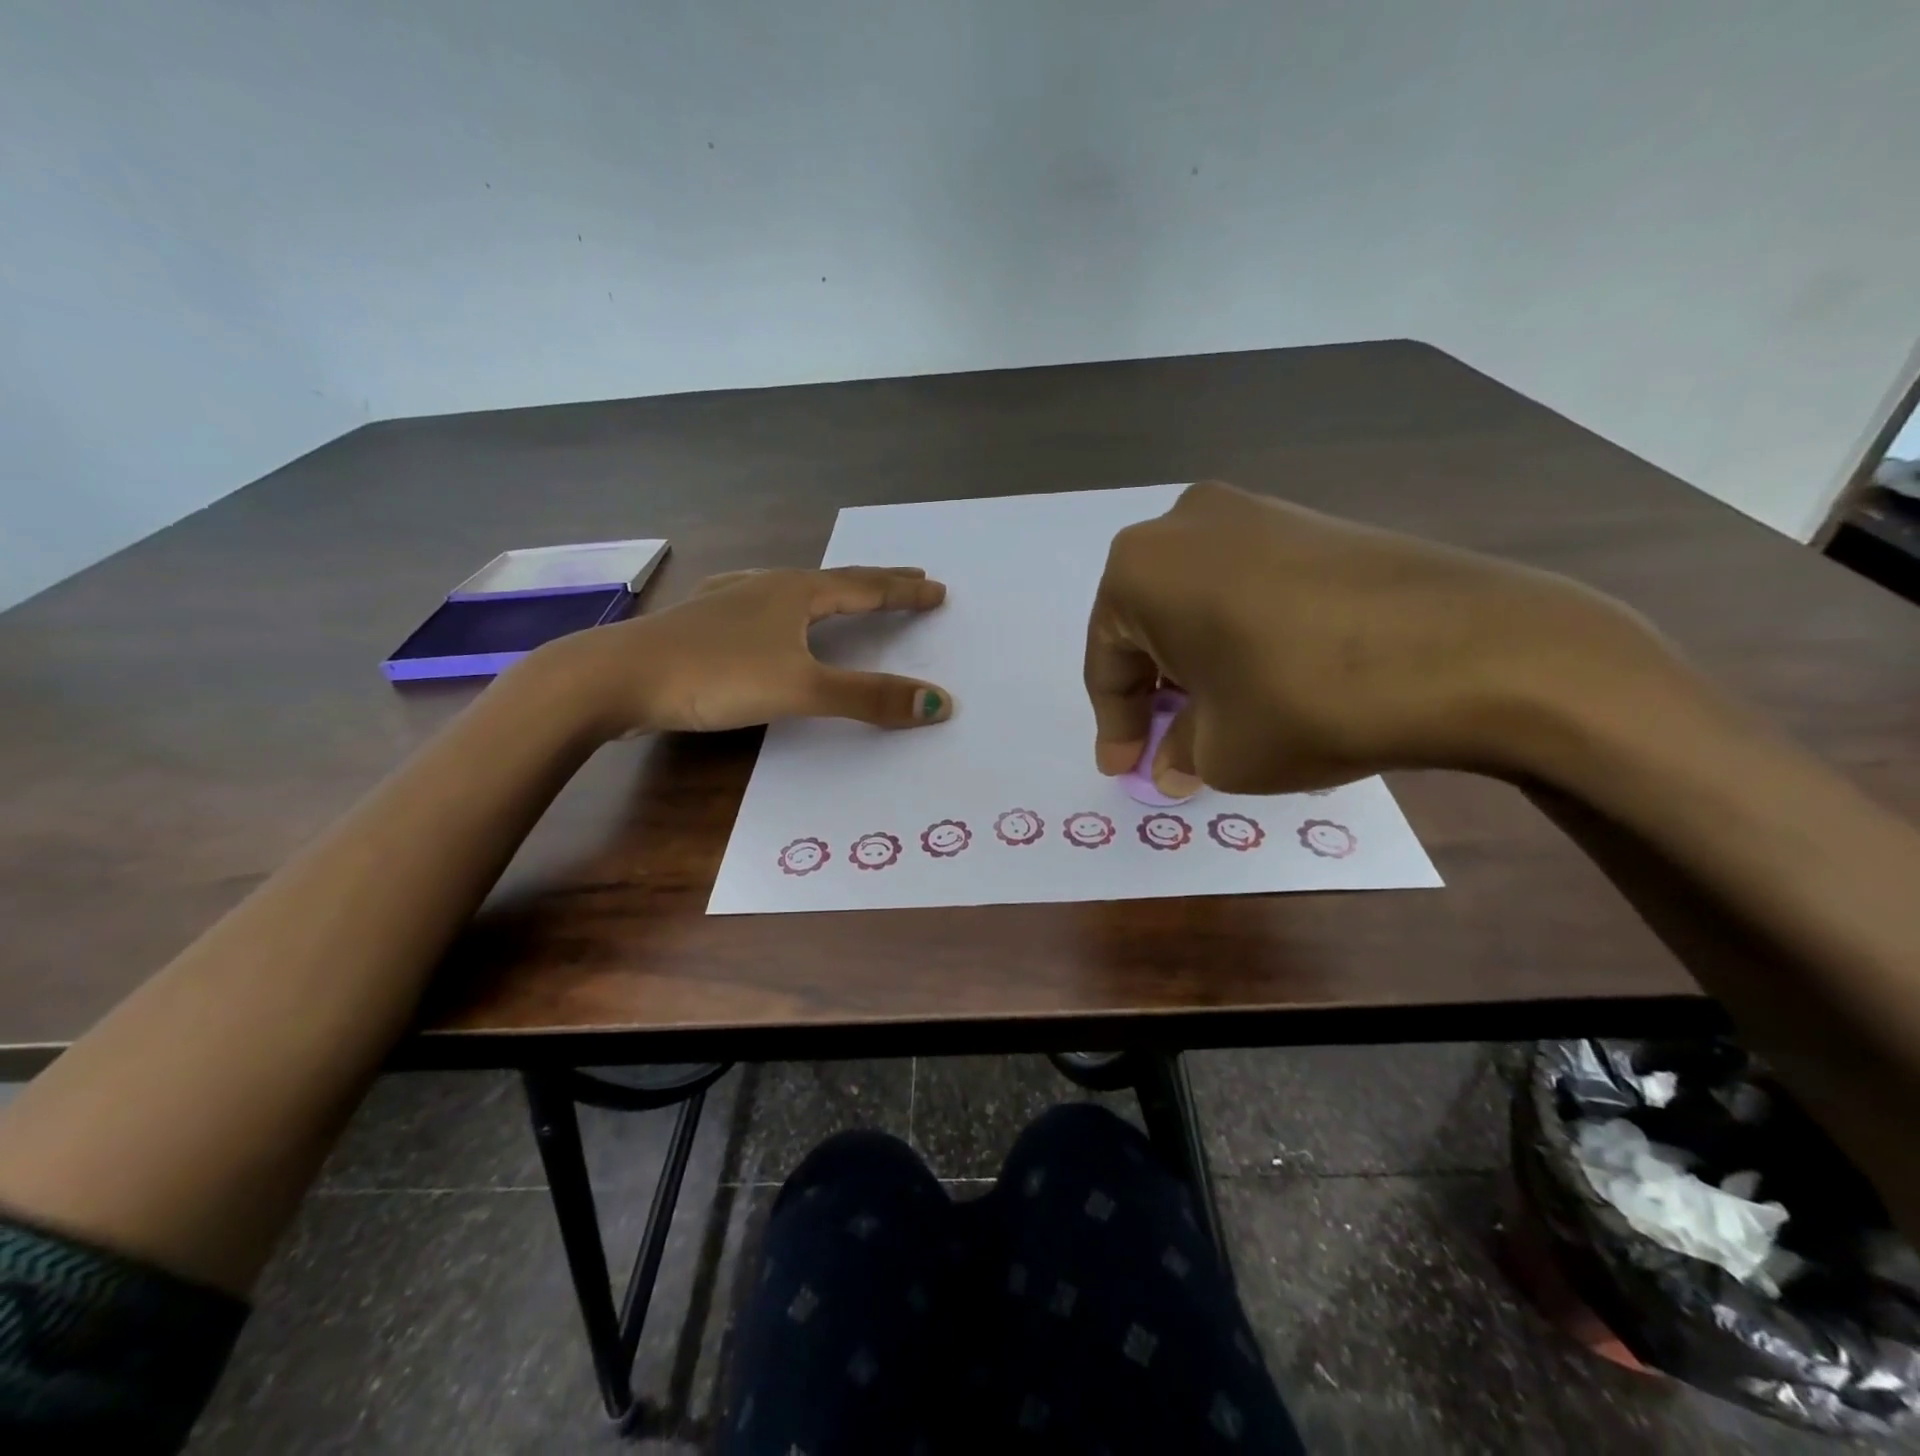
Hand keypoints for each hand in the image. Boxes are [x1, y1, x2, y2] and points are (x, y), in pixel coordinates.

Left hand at [540, 565, 954, 738]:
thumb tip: (940, 704)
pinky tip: (767, 610)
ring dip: (830, 592)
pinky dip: (786, 607)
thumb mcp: (800, 688)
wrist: (615, 677)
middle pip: (834, 580)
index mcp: (796, 593)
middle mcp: (766, 586)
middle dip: (876, 581)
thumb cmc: (714, 675)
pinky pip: (762, 605)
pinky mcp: (703, 621)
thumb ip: (868, 698)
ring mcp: (730, 600)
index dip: (904, 591)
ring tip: (845, 592)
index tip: (937, 589)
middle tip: (909, 576)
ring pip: (794, 589)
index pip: (866, 587)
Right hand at [1084, 481, 1682, 794]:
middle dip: (1156, 694)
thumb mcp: (1221, 751)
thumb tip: (1176, 761)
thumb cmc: (1305, 700)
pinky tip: (1267, 684)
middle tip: (1168, 749)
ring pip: (1199, 606)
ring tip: (1220, 722)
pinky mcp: (1314, 523)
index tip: (1125, 772)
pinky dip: (1242, 640)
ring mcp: (1256, 513)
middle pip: (1151, 627)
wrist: (1473, 649)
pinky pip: (1248, 590)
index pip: (1108, 661)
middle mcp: (1186, 524)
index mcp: (1140, 568)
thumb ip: (1181, 753)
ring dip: (1199, 667)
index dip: (1115, 726)